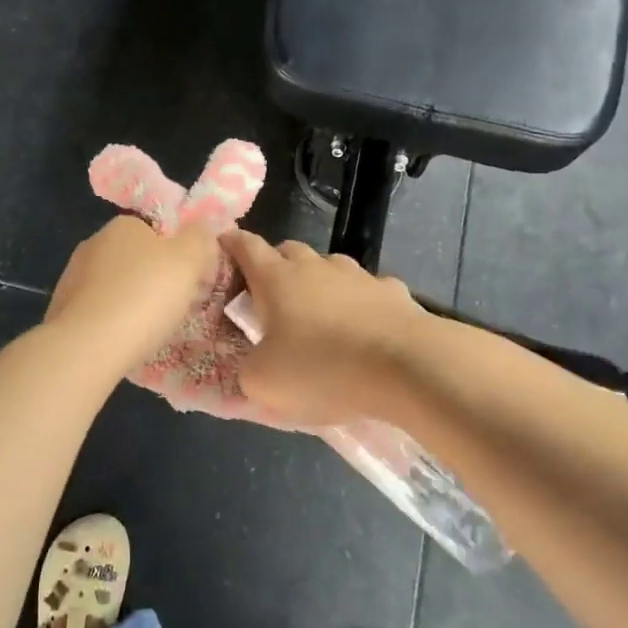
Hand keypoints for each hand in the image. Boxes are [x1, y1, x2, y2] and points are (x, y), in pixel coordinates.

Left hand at [45, 215, 219, 376]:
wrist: (87, 346)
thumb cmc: (144, 296)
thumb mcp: (188, 260)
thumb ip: (199, 238)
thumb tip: (199, 230)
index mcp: (123, 225)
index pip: (157, 231)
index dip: (178, 254)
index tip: (190, 281)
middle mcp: (93, 243)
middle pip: (135, 258)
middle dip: (153, 278)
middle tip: (174, 307)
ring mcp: (72, 276)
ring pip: (114, 285)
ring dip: (131, 301)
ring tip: (149, 329)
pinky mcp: (61, 308)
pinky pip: (97, 310)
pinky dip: (111, 321)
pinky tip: (123, 340)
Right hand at [220, 231, 429, 427]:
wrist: (406, 367)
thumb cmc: (322, 368)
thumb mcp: (264, 382)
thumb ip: (246, 368)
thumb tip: (253, 362)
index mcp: (276, 278)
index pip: (244, 245)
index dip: (230, 244)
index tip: (221, 249)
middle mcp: (314, 265)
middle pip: (288, 250)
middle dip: (275, 266)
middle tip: (269, 297)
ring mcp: (357, 275)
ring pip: (329, 266)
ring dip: (318, 282)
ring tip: (318, 314)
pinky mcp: (393, 292)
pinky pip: (368, 289)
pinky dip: (359, 302)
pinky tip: (364, 328)